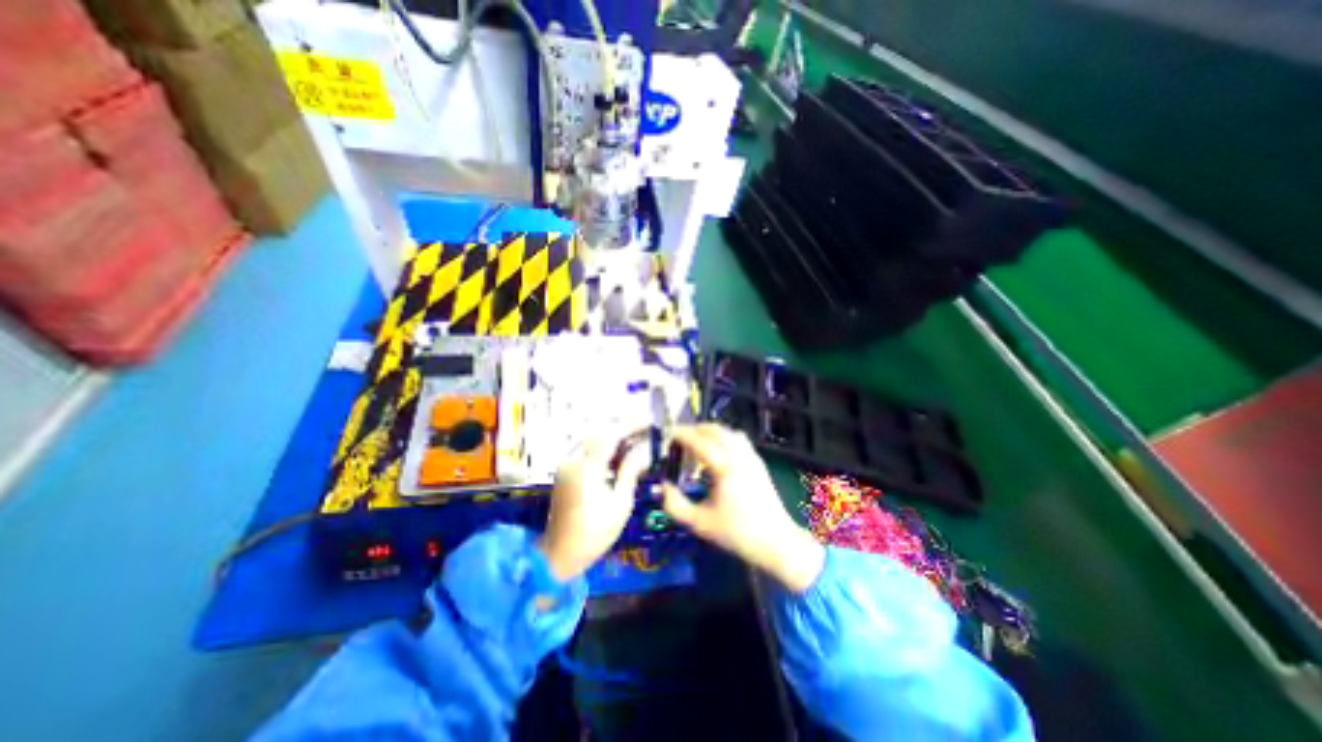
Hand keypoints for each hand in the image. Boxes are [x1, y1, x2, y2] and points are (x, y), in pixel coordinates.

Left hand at [532, 437, 646, 581]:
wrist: (559, 554)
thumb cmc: (594, 532)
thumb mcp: (620, 503)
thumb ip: (630, 472)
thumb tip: (643, 451)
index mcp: (588, 467)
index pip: (611, 436)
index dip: (631, 426)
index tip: (648, 421)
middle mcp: (574, 460)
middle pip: (600, 433)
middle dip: (623, 429)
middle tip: (644, 429)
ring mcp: (567, 465)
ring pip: (593, 440)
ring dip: (613, 437)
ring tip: (636, 439)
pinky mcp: (565, 471)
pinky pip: (586, 451)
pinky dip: (603, 448)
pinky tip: (618, 453)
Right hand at [668, 422, 823, 590]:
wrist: (776, 542)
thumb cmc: (737, 533)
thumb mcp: (700, 523)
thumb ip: (675, 505)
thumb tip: (663, 487)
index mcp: (724, 467)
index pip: (699, 440)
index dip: (681, 434)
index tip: (667, 434)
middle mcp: (739, 455)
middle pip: (715, 429)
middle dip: (695, 429)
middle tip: (678, 439)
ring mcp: (751, 457)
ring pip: (728, 432)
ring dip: (710, 432)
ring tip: (696, 443)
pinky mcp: (758, 462)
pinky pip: (738, 439)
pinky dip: (723, 438)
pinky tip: (716, 453)